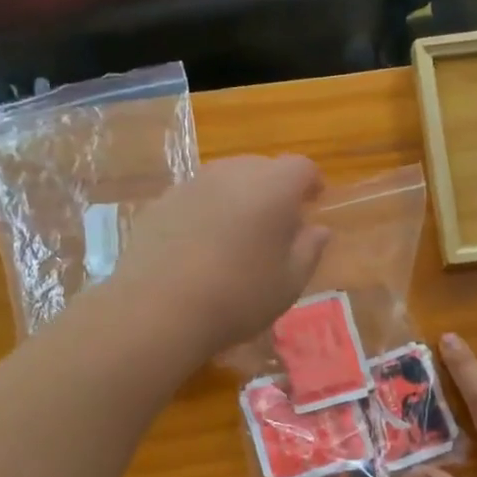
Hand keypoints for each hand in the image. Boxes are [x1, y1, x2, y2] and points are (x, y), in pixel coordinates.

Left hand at [116, 155, 329, 360]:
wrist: (158, 309)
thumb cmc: (238, 297)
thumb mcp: (289, 283)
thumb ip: (309, 250)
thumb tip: (319, 229)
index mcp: (273, 187)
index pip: (301, 167)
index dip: (311, 184)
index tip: (312, 204)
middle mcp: (232, 172)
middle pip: (262, 168)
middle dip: (274, 190)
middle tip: (275, 226)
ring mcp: (192, 184)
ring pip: (225, 180)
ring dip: (237, 199)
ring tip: (236, 236)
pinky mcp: (161, 201)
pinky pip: (195, 198)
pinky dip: (205, 212)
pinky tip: (199, 247)